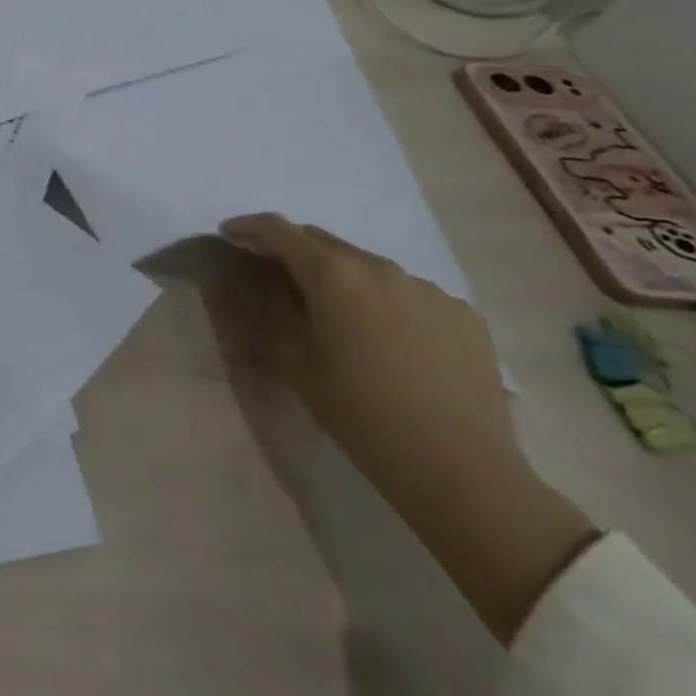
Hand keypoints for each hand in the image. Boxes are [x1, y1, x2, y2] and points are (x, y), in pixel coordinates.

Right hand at [218, 212, 515, 485]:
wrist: (457, 468)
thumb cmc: (357, 410)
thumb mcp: (294, 357)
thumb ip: (277, 305)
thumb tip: (272, 280)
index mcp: (333, 273)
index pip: (279, 230)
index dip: (249, 227)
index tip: (230, 233)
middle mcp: (381, 267)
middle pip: (325, 242)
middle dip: (297, 250)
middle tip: (279, 274)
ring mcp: (429, 289)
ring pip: (370, 268)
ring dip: (345, 278)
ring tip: (341, 313)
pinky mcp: (465, 316)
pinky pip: (411, 294)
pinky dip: (388, 302)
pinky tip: (390, 338)